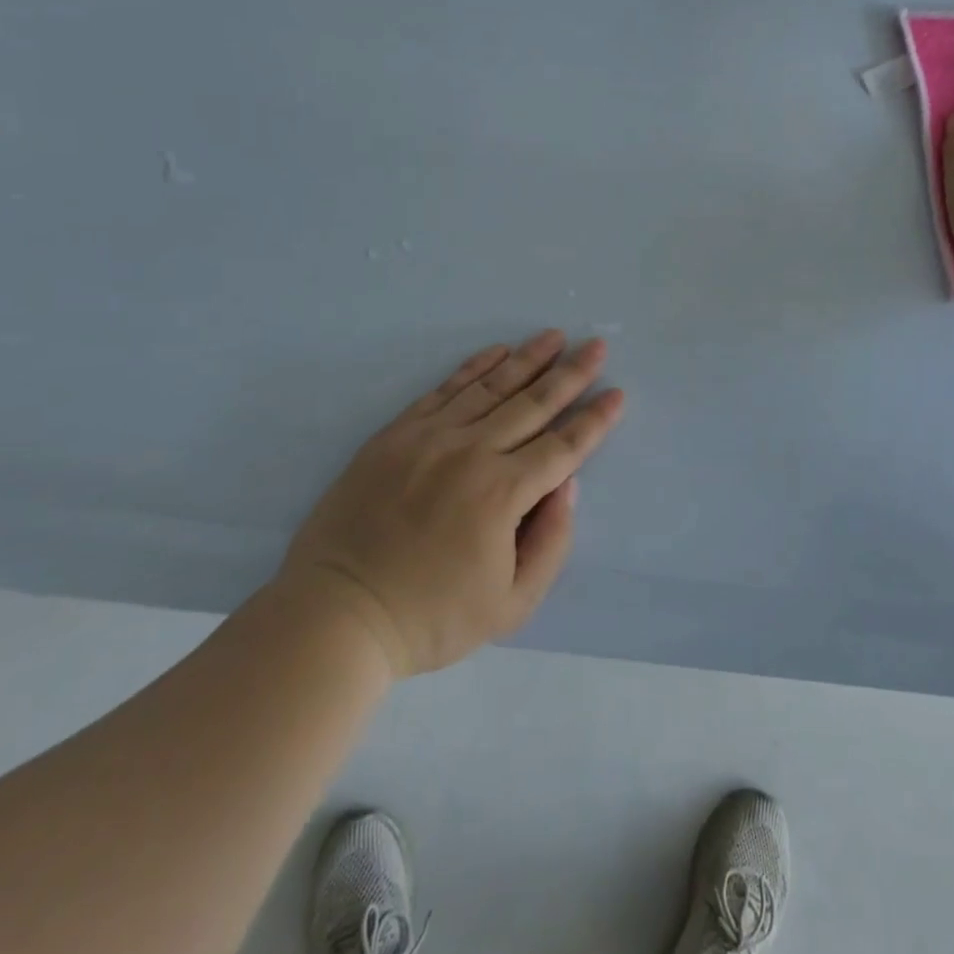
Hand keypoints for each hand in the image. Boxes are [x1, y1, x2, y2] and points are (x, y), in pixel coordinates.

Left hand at [279, 331, 625, 677]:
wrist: (335, 615)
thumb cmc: (430, 618)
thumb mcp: (511, 606)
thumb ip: (551, 542)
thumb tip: (566, 484)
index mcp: (503, 494)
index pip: (563, 446)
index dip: (595, 420)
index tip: (618, 392)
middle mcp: (472, 453)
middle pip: (534, 404)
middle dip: (572, 374)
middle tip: (597, 346)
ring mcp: (430, 438)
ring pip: (492, 387)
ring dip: (528, 358)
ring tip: (555, 336)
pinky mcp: (396, 435)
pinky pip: (444, 390)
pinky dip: (474, 367)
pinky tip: (497, 351)